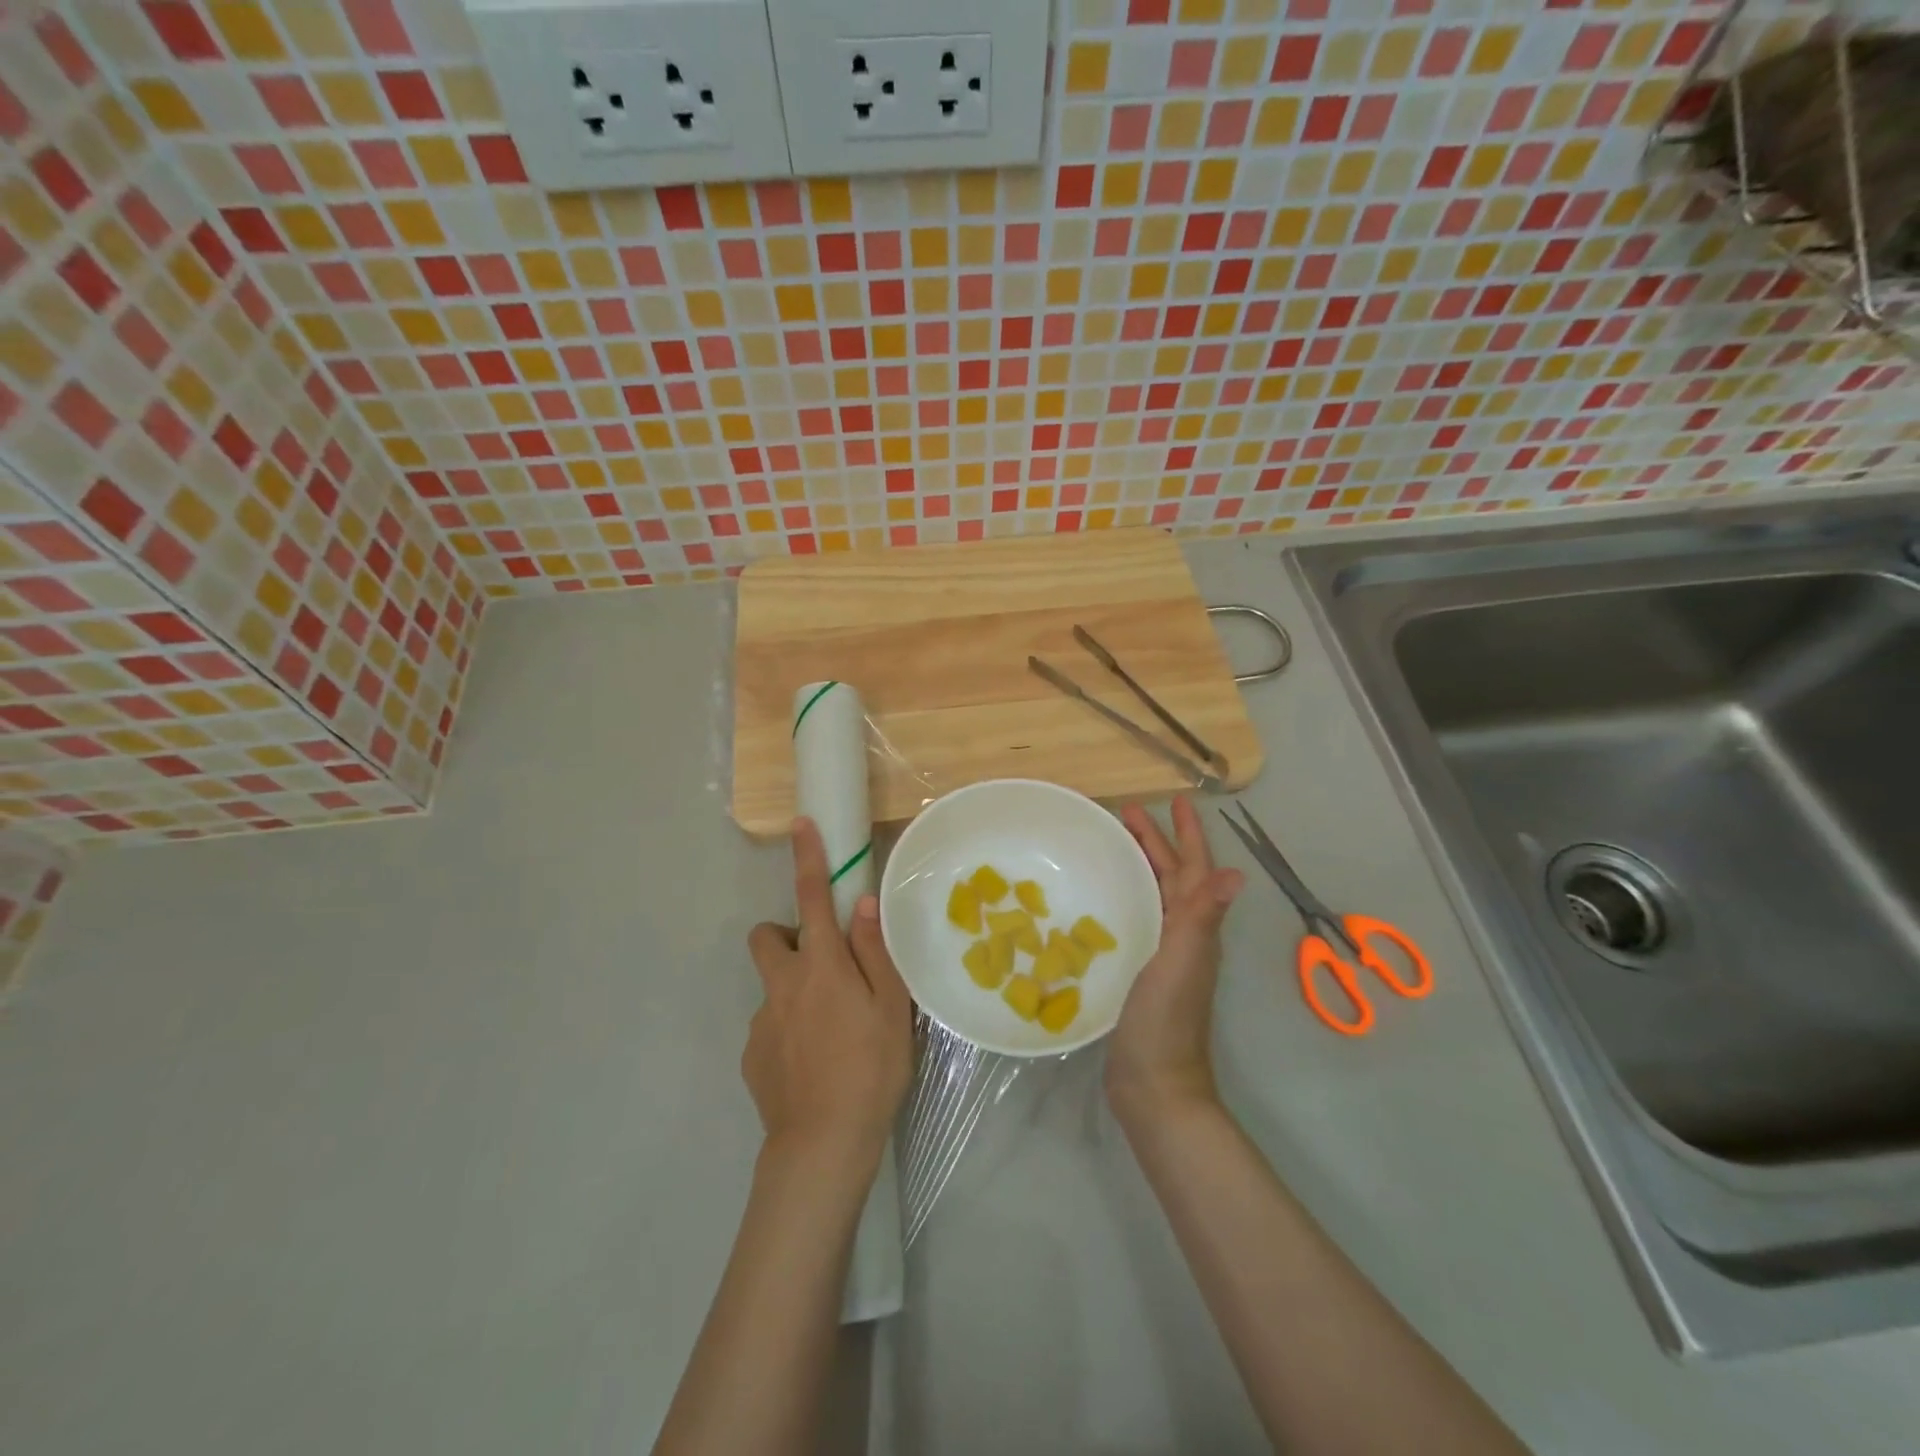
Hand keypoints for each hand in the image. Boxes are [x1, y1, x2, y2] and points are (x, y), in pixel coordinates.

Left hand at [745, 818, 912, 1171]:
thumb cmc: (870, 1069)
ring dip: (794, 992)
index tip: (800, 824)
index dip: (808, 858)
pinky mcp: (751, 1055)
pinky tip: (812, 1065)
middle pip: (766, 937)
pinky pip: (769, 1027)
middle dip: (786, 936)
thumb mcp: (891, 1009)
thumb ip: (875, 952)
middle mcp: (782, 984)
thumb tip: (861, 905)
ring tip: (829, 1034)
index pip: (811, 898)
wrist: (822, 1145)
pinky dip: (788, 1032)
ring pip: (773, 987)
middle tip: (822, 966)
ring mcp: (760, 1021)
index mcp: (821, 966)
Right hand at [1107, 796, 1243, 1123]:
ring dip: (1141, 866)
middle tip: (1126, 813)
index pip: (1193, 868)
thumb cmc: (1165, 1021)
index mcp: (1194, 927)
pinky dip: (1126, 897)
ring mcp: (1163, 953)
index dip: (1188, 834)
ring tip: (1114, 845)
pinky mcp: (1141, 970)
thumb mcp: (1181, 963)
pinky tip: (1103, 899)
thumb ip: (1202, 918)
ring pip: (1155, 895)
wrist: (1154, 1084)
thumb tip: (1235, 871)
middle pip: (1172, 876)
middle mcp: (1183, 934)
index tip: (1175, 800)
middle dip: (1155, 842)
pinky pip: (1137, 919)